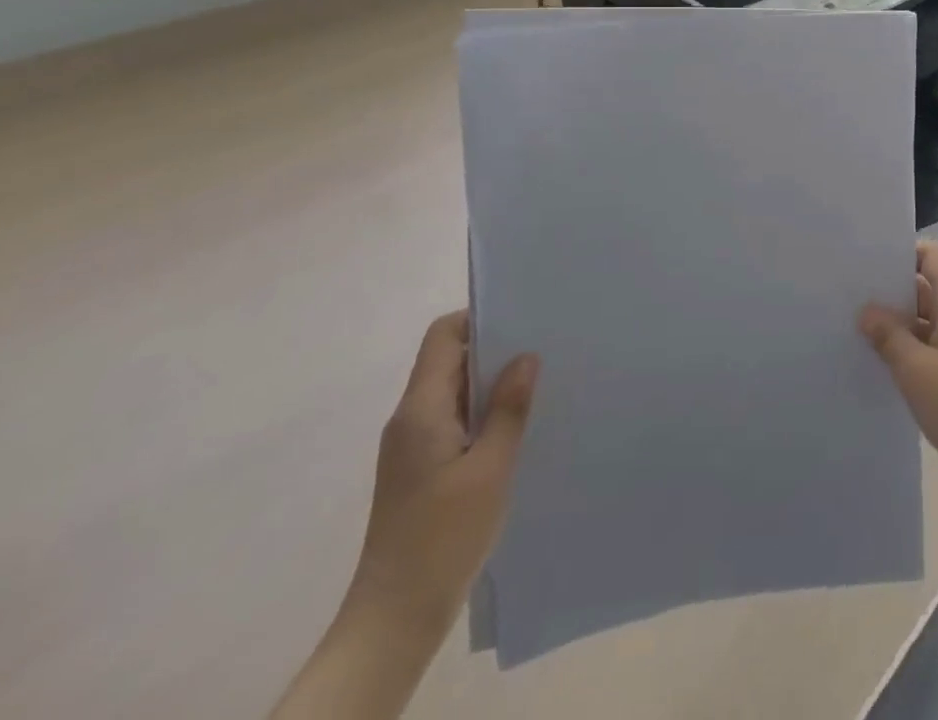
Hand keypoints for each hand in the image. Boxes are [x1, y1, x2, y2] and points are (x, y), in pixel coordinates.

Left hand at [346, 312, 539, 641]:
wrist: (394, 618)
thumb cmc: (444, 537)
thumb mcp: (491, 469)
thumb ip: (508, 408)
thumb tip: (526, 356)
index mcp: (420, 409)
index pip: (443, 335)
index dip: (479, 319)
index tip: (522, 321)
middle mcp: (409, 419)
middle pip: (448, 359)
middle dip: (493, 349)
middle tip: (542, 349)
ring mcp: (411, 446)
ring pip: (453, 391)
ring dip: (490, 384)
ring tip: (537, 385)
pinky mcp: (419, 469)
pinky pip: (452, 420)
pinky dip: (482, 413)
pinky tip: (515, 428)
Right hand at [860, 241, 937, 515]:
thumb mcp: (915, 369)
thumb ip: (888, 335)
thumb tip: (866, 309)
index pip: (931, 253)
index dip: (902, 251)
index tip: (866, 262)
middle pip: (925, 284)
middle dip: (890, 288)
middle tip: (848, 293)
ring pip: (924, 318)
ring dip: (895, 322)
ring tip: (852, 326)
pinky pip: (929, 347)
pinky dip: (906, 349)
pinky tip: (876, 361)